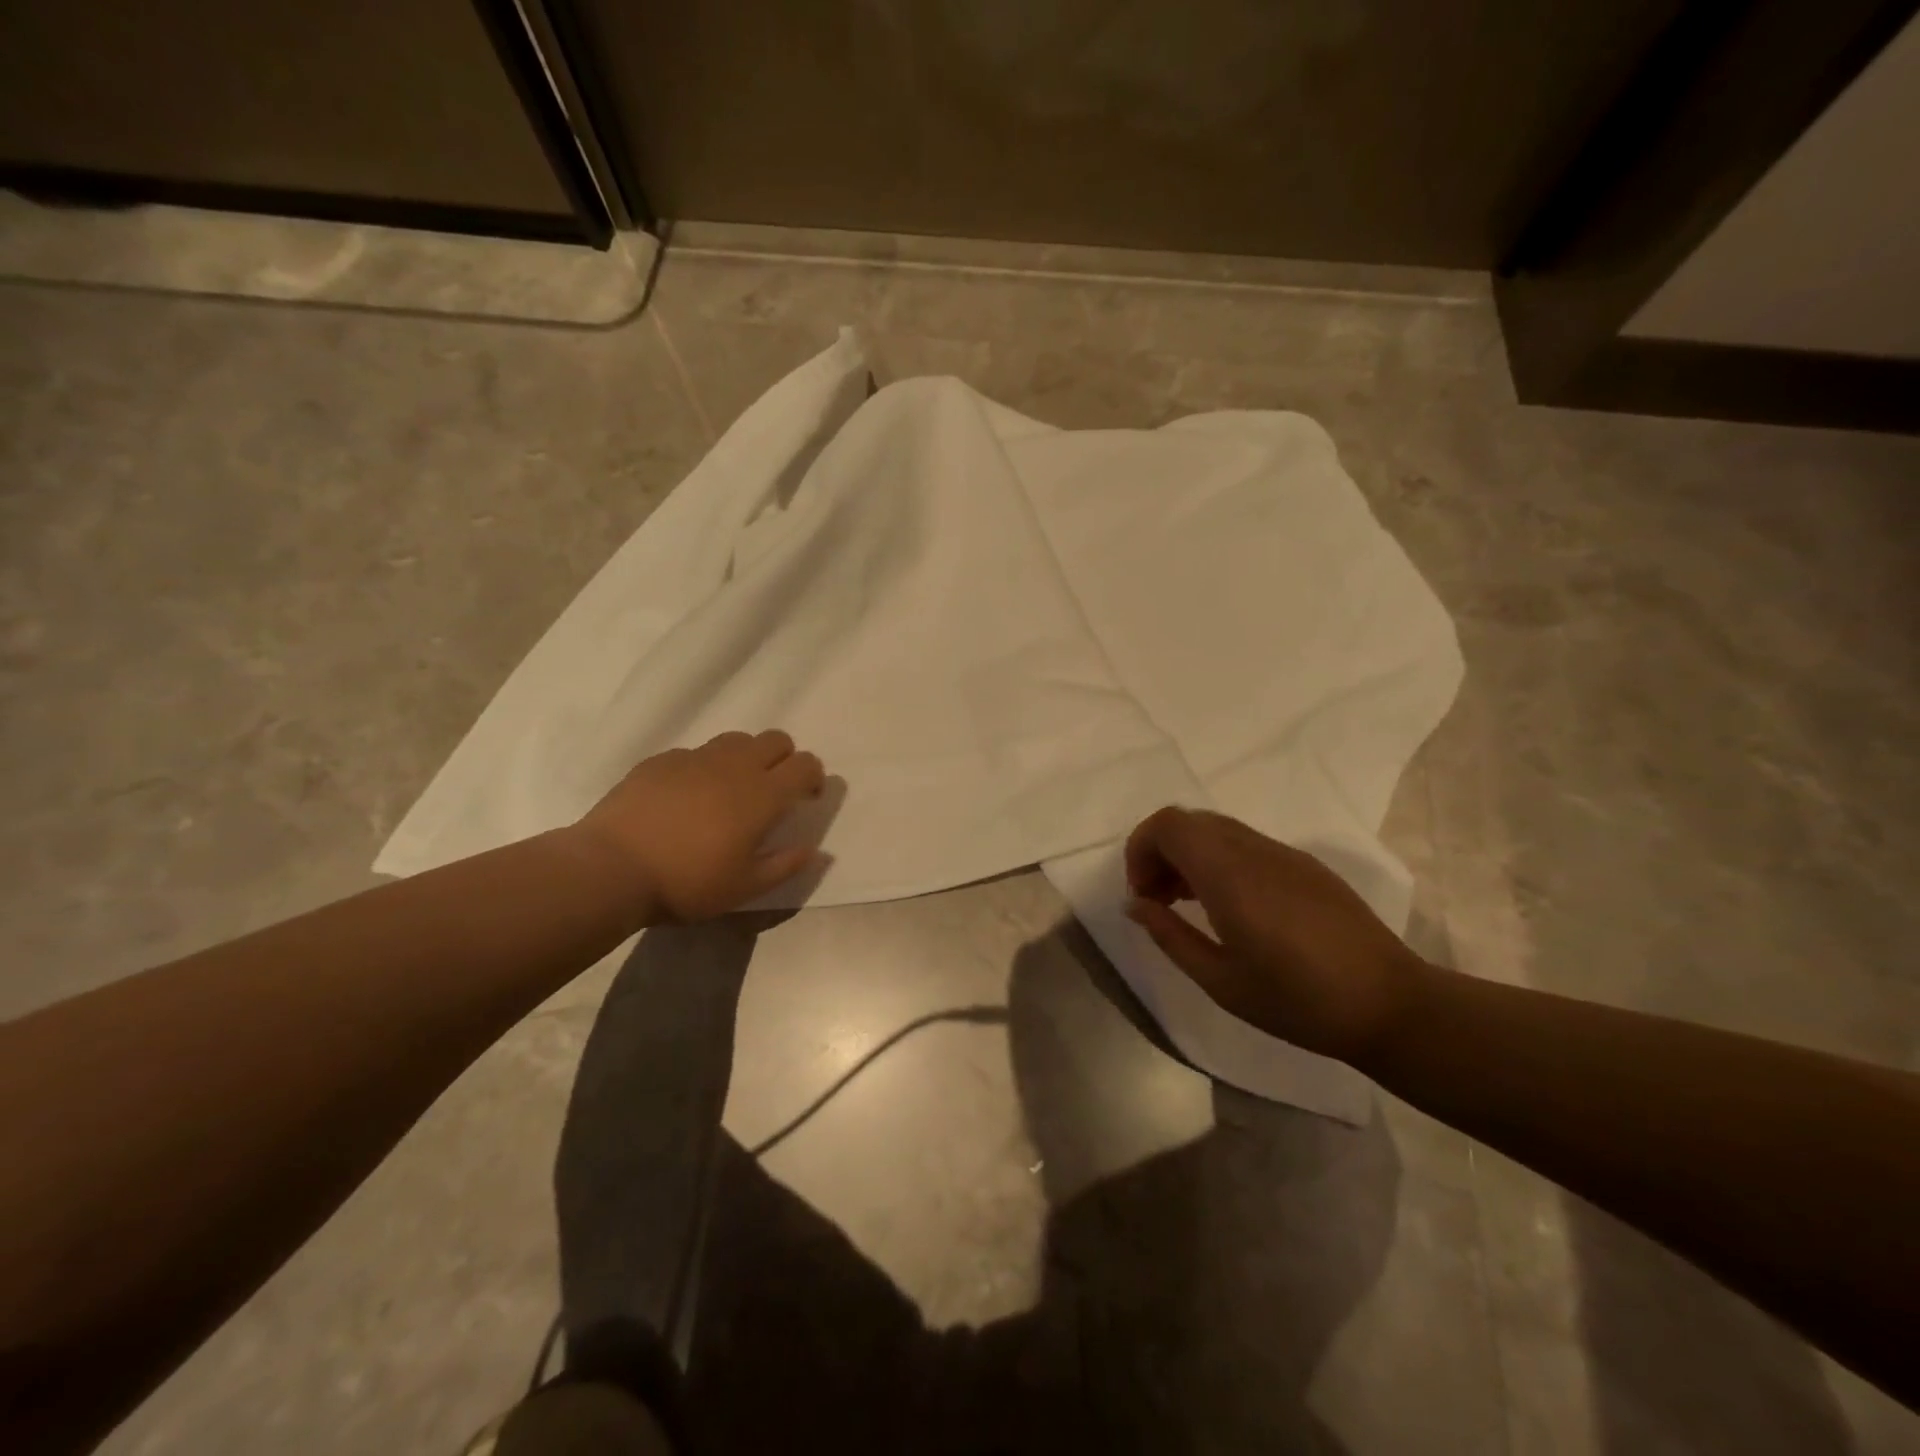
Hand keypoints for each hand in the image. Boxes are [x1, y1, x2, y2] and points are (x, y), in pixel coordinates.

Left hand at [575, 730, 826, 923]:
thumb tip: (815, 850)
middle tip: (772, 791)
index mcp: (763, 795)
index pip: (806, 764)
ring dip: (746, 757)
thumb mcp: (745, 888)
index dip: (813, 777)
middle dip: (785, 759)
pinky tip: (687, 797)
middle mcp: (735, 766)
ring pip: (736, 740)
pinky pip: (695, 753)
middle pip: (776, 740)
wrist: (611, 869)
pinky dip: (704, 768)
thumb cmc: (687, 882)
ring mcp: (695, 758)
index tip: (806, 798)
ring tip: (731, 790)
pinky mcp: (661, 761)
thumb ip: (786, 865)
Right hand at [1123, 807, 1427, 1061]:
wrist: (1391, 1005)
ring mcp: (1283, 854)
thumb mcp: (1220, 980)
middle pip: (1188, 822)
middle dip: (1160, 852)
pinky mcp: (1305, 866)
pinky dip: (1220, 861)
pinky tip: (1230, 908)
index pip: (1168, 825)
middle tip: (1158, 902)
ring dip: (1190, 856)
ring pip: (1217, 830)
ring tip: (1189, 906)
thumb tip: (1135, 904)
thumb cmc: (1298, 1000)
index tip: (1142, 896)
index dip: (1141, 849)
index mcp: (1228, 874)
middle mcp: (1253, 850)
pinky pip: (1246, 845)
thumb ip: (1169, 935)